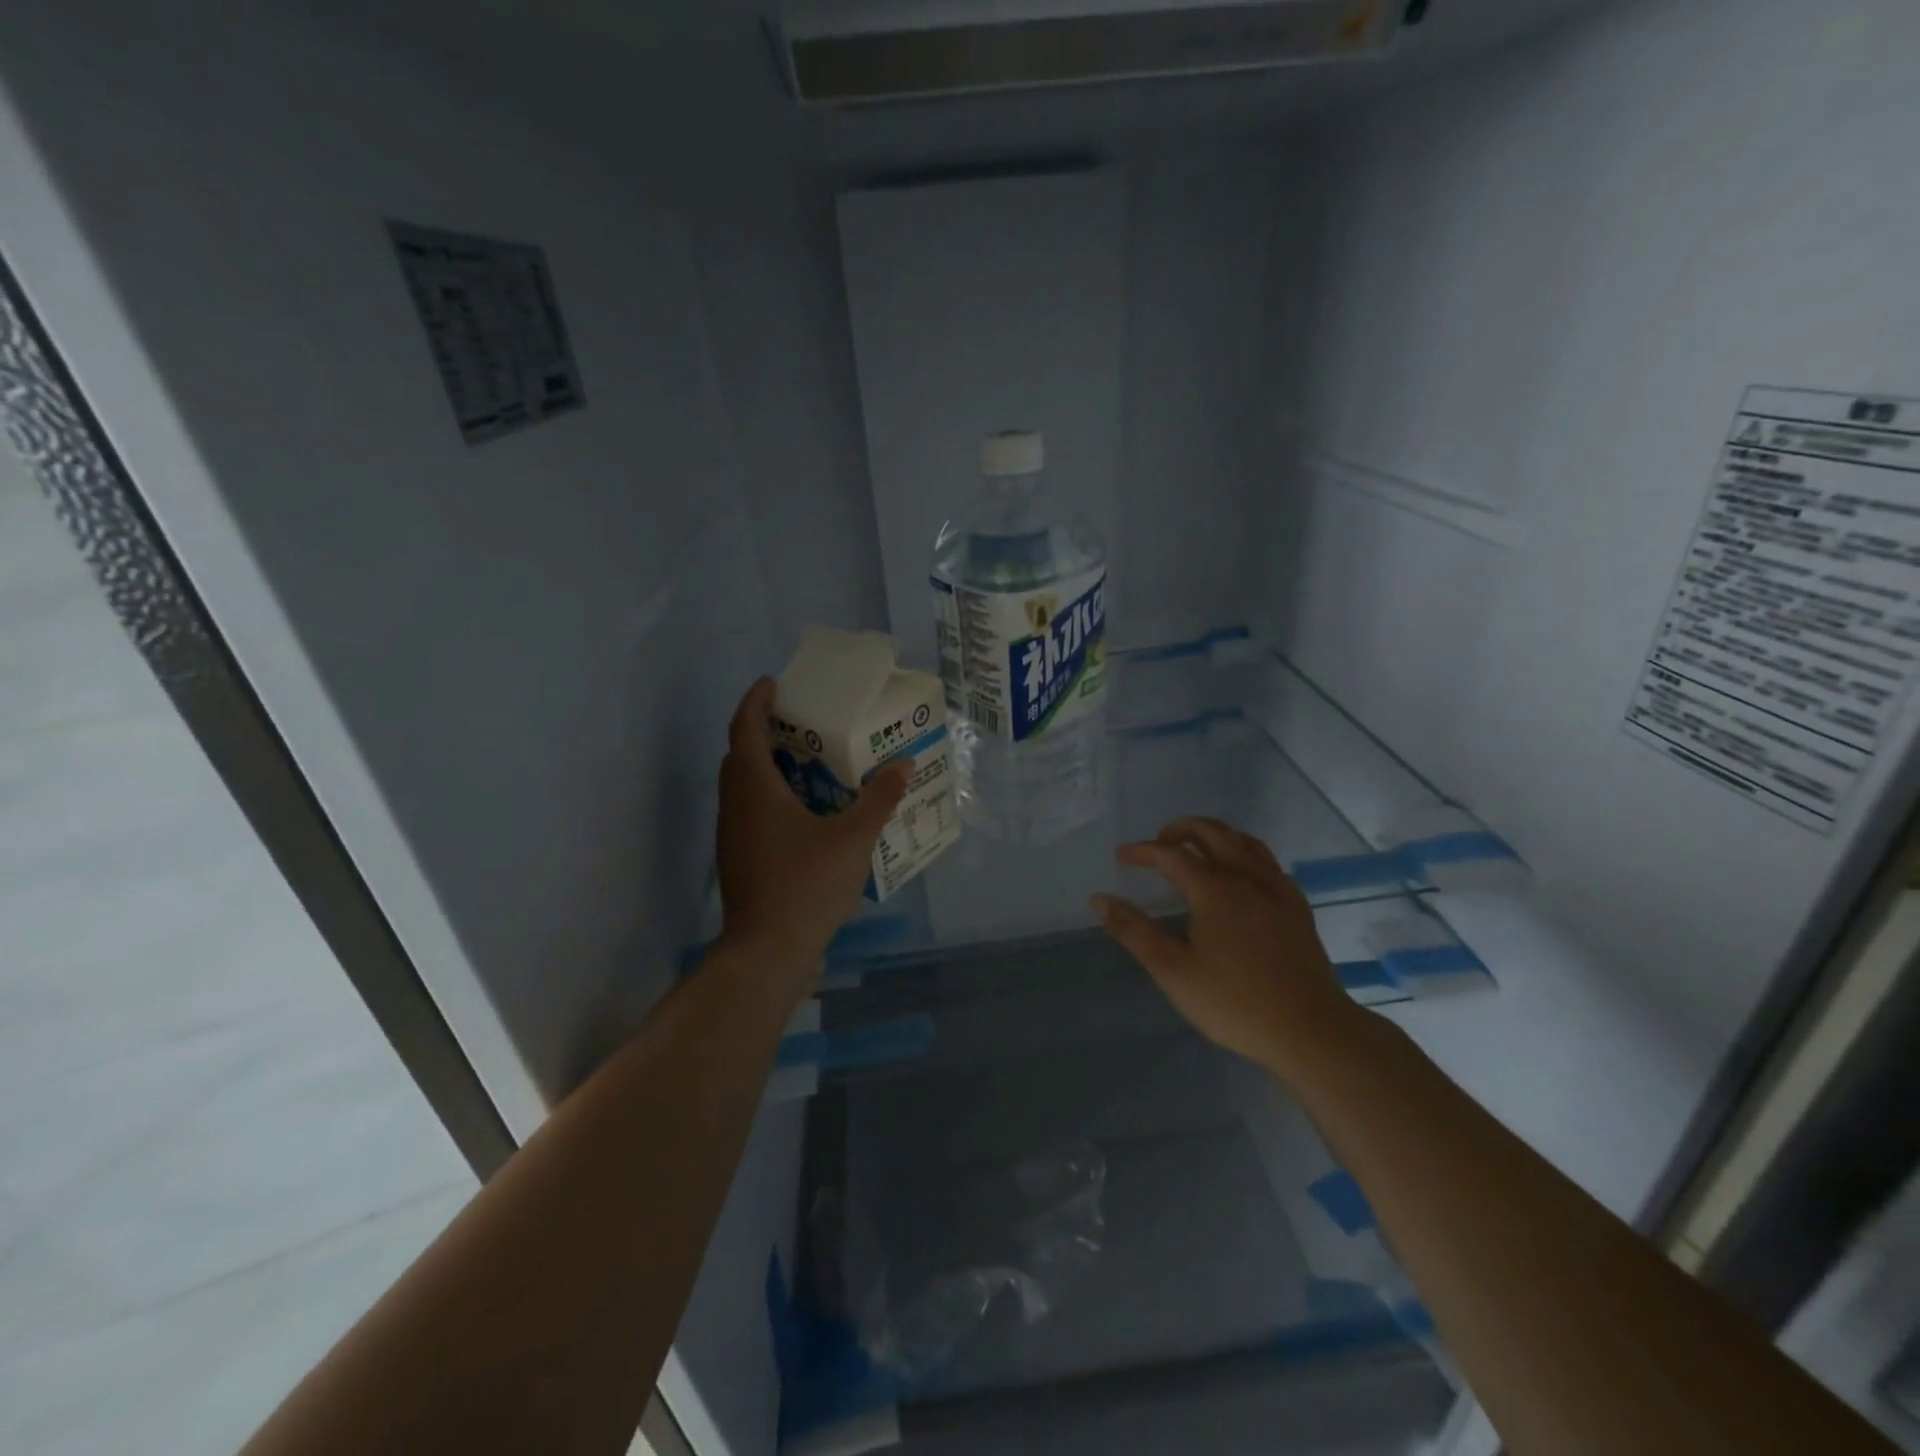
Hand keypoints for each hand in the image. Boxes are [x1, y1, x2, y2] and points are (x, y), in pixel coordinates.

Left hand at [714, 678, 910, 993]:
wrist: (767, 953)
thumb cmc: (806, 885)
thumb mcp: (853, 839)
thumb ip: (879, 799)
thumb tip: (903, 765)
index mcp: (754, 788)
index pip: (745, 728)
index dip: (756, 701)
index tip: (774, 683)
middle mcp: (735, 805)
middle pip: (741, 754)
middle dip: (765, 731)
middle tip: (802, 721)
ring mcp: (733, 835)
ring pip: (745, 786)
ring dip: (769, 767)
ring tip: (810, 762)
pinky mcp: (740, 859)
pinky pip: (752, 811)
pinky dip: (773, 797)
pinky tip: (808, 811)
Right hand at [1091, 817, 1362, 1076]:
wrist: (1311, 1030)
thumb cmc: (1234, 1003)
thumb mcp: (1173, 971)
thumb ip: (1134, 930)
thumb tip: (1099, 899)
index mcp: (1214, 889)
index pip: (1171, 854)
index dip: (1143, 851)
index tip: (1121, 857)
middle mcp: (1247, 877)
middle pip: (1212, 832)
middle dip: (1180, 829)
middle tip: (1158, 844)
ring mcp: (1277, 890)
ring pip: (1244, 841)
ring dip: (1214, 835)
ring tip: (1196, 850)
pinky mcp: (1297, 907)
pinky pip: (1268, 862)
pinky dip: (1243, 854)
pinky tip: (1239, 878)